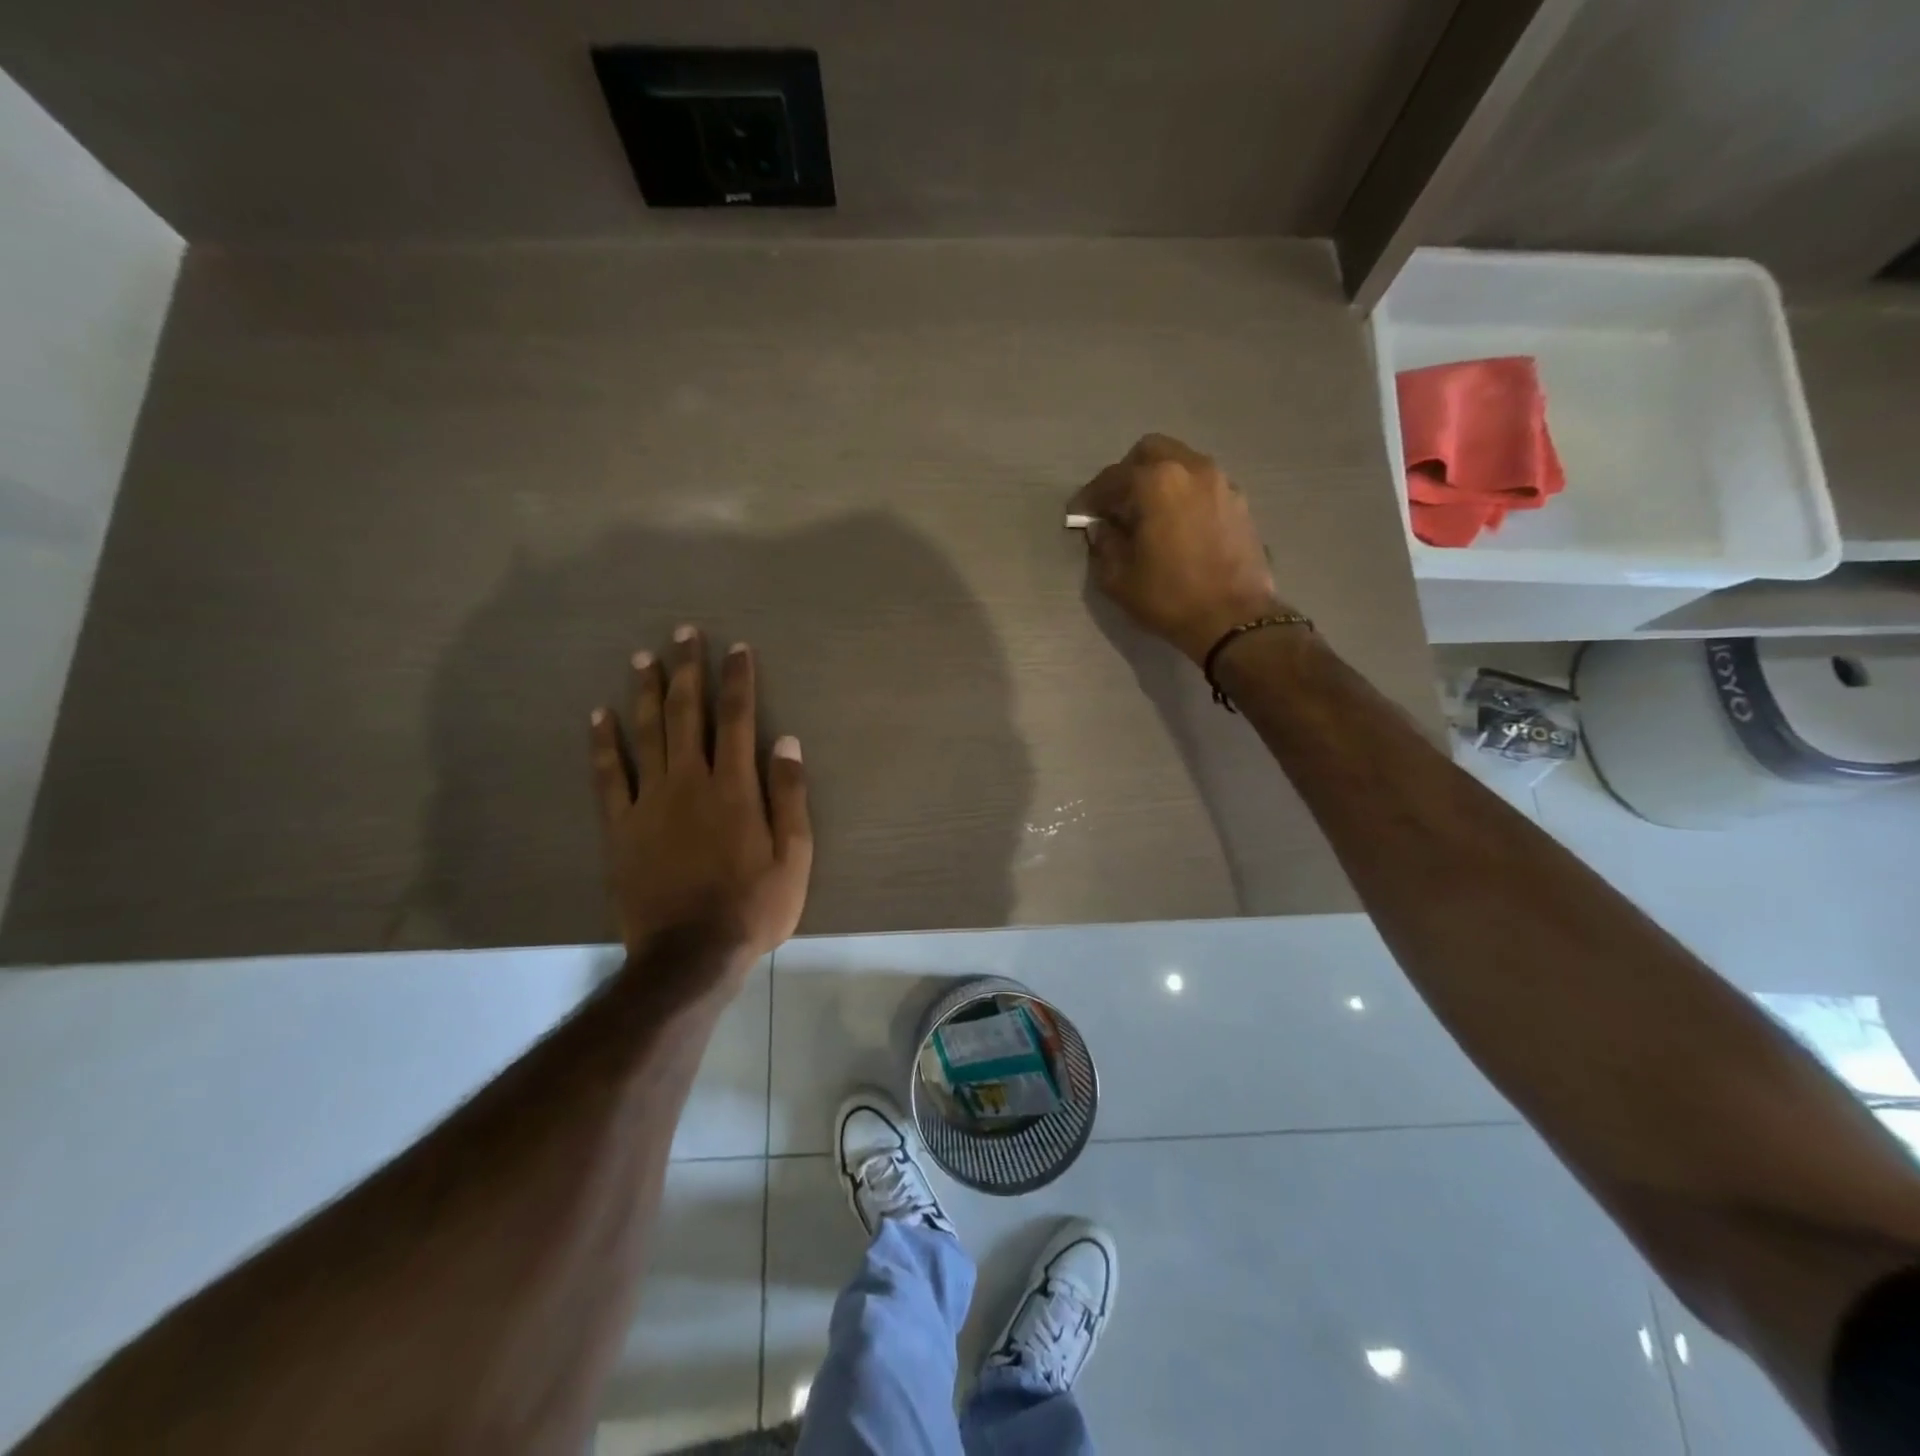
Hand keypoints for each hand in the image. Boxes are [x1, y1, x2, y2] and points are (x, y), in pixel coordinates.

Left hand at [589, 627, 812, 980]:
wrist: (690, 954)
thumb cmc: (753, 906)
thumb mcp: (794, 856)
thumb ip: (789, 795)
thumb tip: (787, 741)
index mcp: (735, 788)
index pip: (738, 719)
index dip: (738, 680)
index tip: (737, 648)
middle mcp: (691, 782)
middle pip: (688, 714)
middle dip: (688, 670)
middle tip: (684, 633)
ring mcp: (650, 802)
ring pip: (647, 734)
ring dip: (646, 692)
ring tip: (643, 657)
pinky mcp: (620, 826)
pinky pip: (609, 776)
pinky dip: (604, 743)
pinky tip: (600, 715)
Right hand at [1068, 434, 1286, 662]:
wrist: (1233, 619)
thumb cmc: (1169, 597)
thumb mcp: (1118, 577)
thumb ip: (1104, 543)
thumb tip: (1103, 527)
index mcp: (1156, 482)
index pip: (1112, 478)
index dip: (1090, 497)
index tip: (1079, 514)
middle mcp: (1191, 468)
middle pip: (1150, 452)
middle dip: (1127, 475)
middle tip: (1116, 507)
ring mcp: (1220, 482)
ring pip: (1180, 464)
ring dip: (1158, 482)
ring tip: (1147, 515)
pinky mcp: (1239, 502)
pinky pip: (1201, 484)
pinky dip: (1183, 495)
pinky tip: (1176, 525)